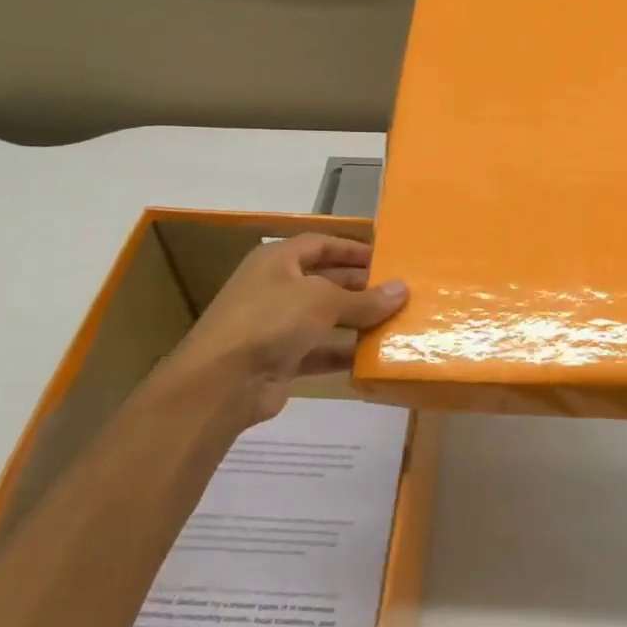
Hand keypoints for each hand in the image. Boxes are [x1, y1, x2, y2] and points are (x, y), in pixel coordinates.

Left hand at [154, 234, 407, 427]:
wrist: (223, 381)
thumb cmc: (271, 320)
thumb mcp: (323, 301)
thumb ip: (364, 298)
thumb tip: (402, 289)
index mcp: (277, 260)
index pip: (320, 244)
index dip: (352, 249)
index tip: (387, 257)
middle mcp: (275, 288)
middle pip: (325, 280)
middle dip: (360, 286)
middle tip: (398, 292)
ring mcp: (276, 325)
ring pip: (325, 318)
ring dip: (357, 321)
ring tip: (395, 322)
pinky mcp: (281, 359)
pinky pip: (320, 351)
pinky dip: (344, 353)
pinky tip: (374, 357)